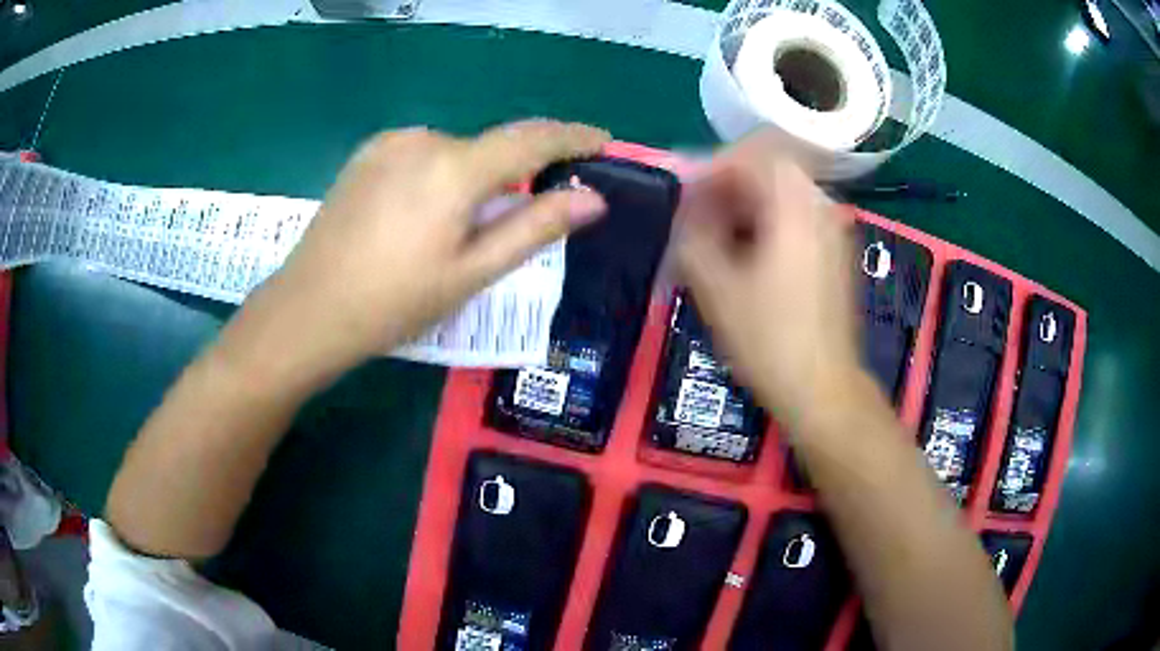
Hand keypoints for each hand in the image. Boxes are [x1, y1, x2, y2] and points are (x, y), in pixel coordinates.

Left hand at [220, 120, 608, 387]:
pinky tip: (421, 215)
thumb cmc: (394, 302)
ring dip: (473, 177)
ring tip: (456, 229)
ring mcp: (390, 144)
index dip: (573, 137)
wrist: (308, 310)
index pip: (532, 139)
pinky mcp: (367, 154)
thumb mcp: (472, 272)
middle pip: (491, 147)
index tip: (602, 142)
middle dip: (516, 172)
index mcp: (454, 168)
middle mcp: (424, 140)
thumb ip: (535, 227)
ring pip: (455, 152)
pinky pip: (423, 154)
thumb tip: (593, 199)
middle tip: (519, 217)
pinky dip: (440, 174)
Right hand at [675, 131, 859, 427]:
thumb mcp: (715, 286)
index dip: (712, 166)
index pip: (753, 154)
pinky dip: (766, 222)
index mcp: (795, 206)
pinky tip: (745, 255)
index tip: (685, 192)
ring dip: (745, 205)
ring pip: (782, 194)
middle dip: (727, 185)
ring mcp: (832, 230)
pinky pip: (795, 217)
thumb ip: (693, 232)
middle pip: (769, 170)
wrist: (822, 388)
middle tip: (697, 215)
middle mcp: (820, 207)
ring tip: (715, 237)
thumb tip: (688, 205)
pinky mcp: (834, 253)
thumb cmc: (768, 339)